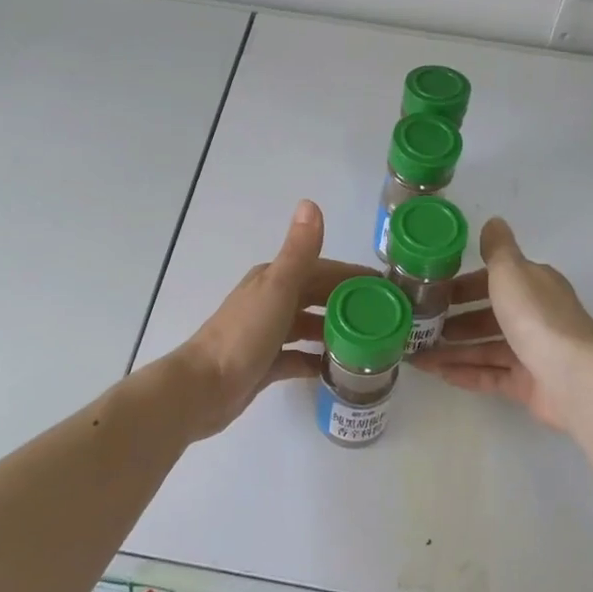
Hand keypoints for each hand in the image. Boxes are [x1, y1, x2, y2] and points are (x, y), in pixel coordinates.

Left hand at [169, 200, 371, 440]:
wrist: (203, 388)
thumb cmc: (244, 334)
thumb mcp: (277, 288)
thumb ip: (298, 250)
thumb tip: (311, 203)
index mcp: (274, 279)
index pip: (323, 270)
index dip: (353, 276)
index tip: (389, 289)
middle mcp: (271, 301)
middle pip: (317, 297)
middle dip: (349, 304)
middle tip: (387, 321)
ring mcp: (267, 333)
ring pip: (309, 326)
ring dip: (335, 332)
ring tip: (371, 346)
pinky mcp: (265, 364)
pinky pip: (298, 358)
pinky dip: (317, 361)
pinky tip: (339, 371)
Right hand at [412, 216, 592, 432]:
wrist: (574, 378)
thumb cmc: (536, 317)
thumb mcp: (511, 272)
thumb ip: (497, 249)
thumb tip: (493, 221)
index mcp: (534, 286)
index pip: (494, 281)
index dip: (464, 286)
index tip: (433, 293)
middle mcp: (535, 316)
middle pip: (489, 316)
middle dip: (455, 321)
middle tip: (421, 327)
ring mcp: (533, 352)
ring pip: (486, 348)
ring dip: (453, 350)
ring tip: (419, 356)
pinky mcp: (529, 384)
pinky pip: (491, 376)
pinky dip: (466, 373)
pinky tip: (439, 374)